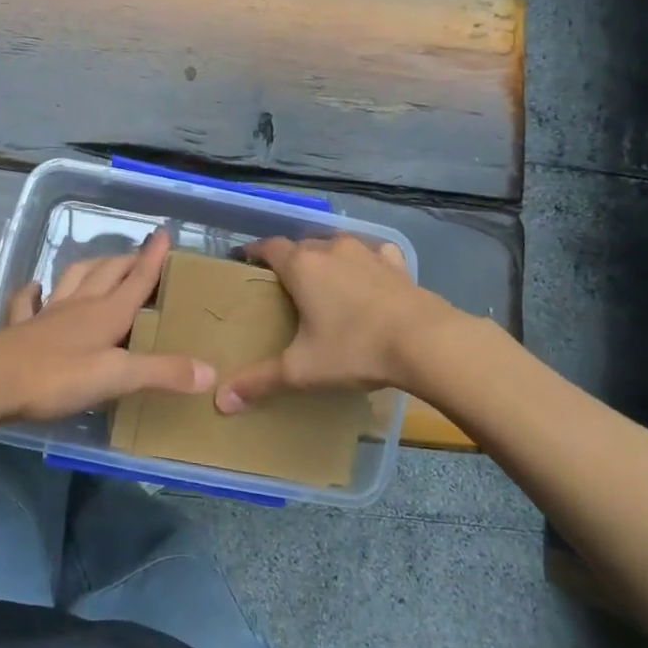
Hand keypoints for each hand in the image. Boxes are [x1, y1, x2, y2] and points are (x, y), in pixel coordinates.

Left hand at [0, 231, 213, 424]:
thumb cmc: (56, 378)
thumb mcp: (116, 378)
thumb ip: (161, 373)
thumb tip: (210, 372)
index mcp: (106, 314)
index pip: (136, 279)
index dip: (153, 258)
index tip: (164, 232)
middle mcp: (79, 305)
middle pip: (108, 273)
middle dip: (127, 260)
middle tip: (141, 251)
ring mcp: (47, 314)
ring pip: (74, 279)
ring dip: (90, 267)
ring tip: (101, 263)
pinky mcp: (20, 328)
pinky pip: (27, 302)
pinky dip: (33, 291)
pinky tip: (35, 287)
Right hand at [214, 234, 454, 412]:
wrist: (425, 342)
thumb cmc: (354, 349)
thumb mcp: (302, 370)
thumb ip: (260, 381)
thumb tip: (221, 401)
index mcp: (301, 266)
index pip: (269, 247)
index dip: (255, 253)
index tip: (246, 262)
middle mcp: (331, 249)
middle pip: (302, 246)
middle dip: (291, 260)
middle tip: (286, 286)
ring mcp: (367, 253)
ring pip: (337, 247)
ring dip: (328, 260)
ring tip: (326, 283)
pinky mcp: (397, 264)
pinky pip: (374, 255)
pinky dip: (366, 263)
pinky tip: (370, 280)